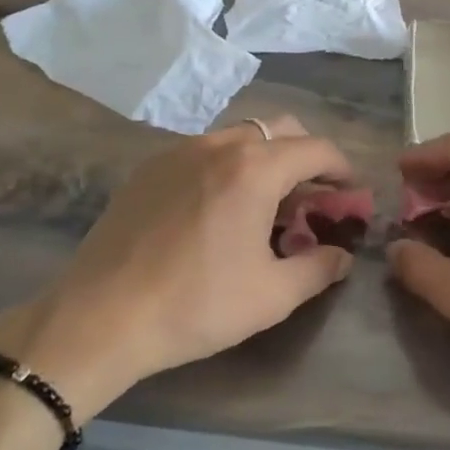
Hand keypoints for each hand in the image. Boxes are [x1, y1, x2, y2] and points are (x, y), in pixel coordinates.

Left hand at [0, 116, 355, 417]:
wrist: (98, 319)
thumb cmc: (196, 305)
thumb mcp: (272, 295)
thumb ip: (319, 268)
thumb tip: (342, 256)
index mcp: (256, 169)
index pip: (317, 150)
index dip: (343, 169)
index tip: (352, 194)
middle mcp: (220, 145)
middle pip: (281, 129)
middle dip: (307, 155)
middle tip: (313, 195)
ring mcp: (179, 152)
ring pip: (240, 136)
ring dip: (267, 158)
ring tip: (267, 201)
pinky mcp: (149, 169)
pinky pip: (205, 151)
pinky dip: (229, 165)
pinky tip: (220, 207)